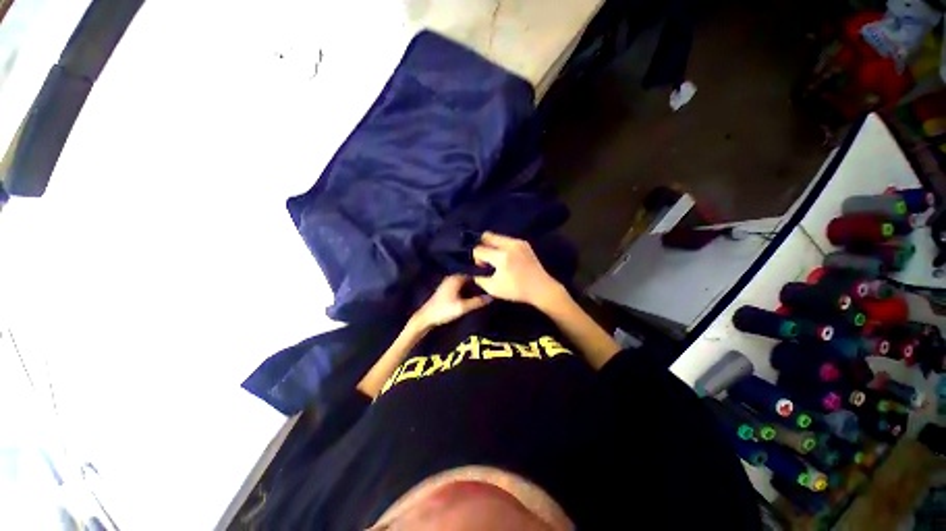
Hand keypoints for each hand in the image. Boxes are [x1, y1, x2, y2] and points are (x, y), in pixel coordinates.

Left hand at [413, 275, 491, 329]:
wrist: (426, 317)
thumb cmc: (444, 310)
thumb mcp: (463, 307)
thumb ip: (477, 302)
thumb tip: (491, 297)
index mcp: (456, 278)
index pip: (474, 273)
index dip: (484, 277)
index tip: (494, 281)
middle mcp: (453, 277)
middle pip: (470, 277)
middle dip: (480, 282)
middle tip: (491, 288)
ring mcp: (449, 283)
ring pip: (466, 282)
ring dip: (474, 287)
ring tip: (485, 292)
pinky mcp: (448, 289)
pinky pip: (462, 286)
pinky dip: (468, 290)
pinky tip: (474, 296)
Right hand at [472, 232, 565, 309]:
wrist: (541, 288)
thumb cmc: (516, 290)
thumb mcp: (493, 288)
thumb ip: (479, 278)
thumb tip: (473, 271)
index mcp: (502, 257)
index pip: (479, 250)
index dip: (476, 258)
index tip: (482, 267)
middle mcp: (509, 245)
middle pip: (487, 236)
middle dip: (482, 246)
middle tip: (486, 259)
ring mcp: (518, 242)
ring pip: (497, 237)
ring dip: (492, 246)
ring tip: (495, 259)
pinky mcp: (524, 243)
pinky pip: (506, 240)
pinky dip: (501, 247)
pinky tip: (505, 258)